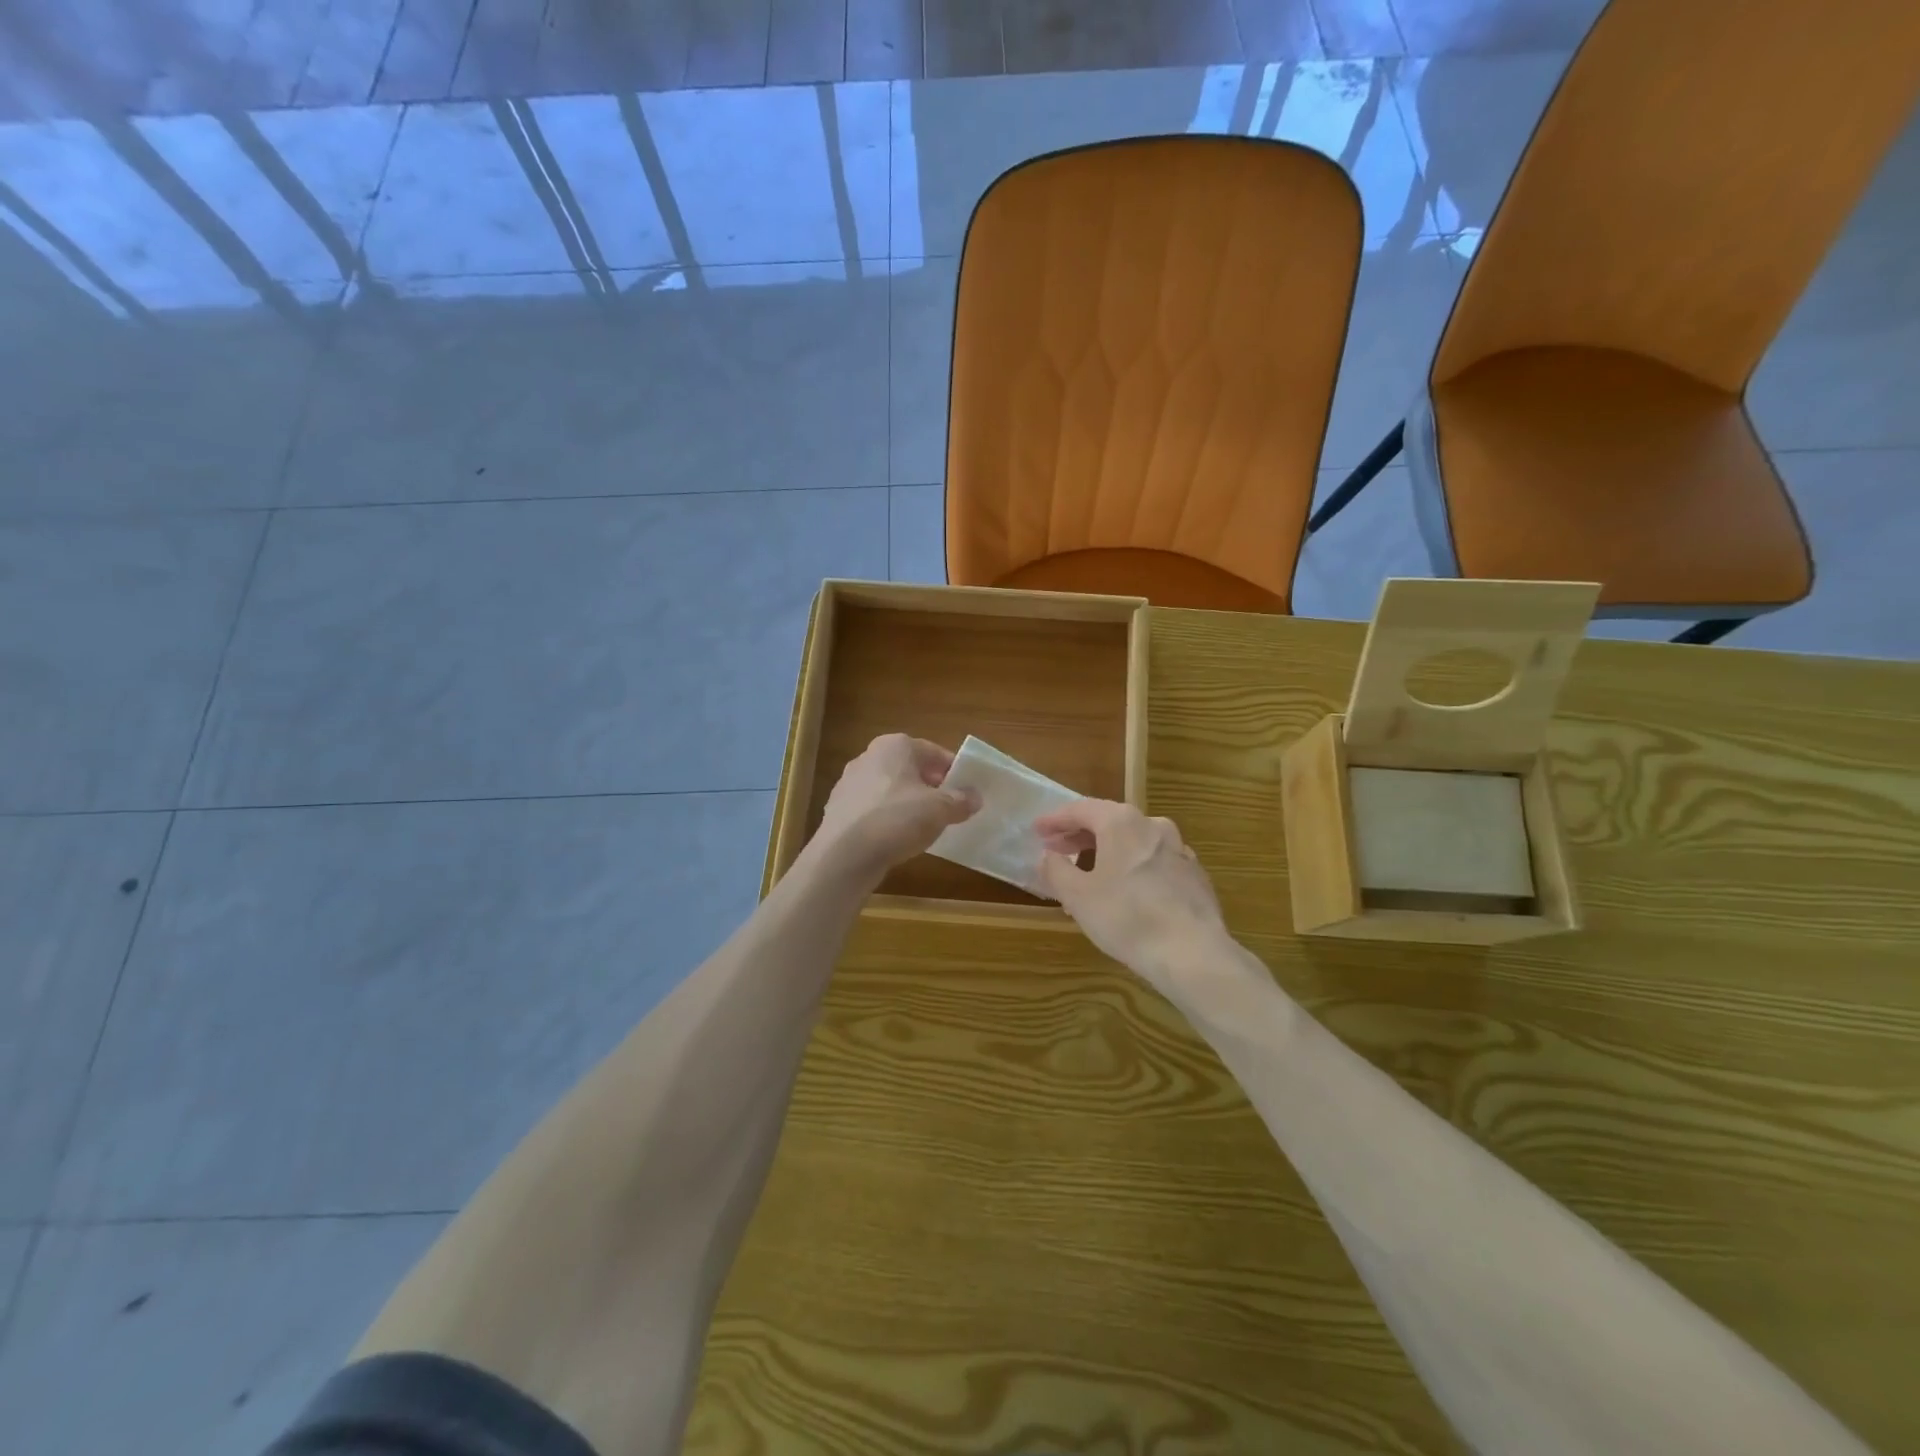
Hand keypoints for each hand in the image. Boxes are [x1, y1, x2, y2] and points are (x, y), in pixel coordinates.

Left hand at [810, 734, 978, 885]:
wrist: (845, 854)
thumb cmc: (897, 819)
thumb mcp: (940, 809)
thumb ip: (960, 800)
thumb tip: (975, 797)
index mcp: (895, 745)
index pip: (934, 752)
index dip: (953, 771)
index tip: (966, 791)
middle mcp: (869, 756)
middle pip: (910, 768)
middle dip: (930, 786)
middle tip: (949, 808)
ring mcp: (849, 782)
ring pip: (890, 788)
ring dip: (908, 802)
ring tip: (924, 826)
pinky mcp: (839, 808)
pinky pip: (873, 808)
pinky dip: (887, 818)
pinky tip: (896, 838)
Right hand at [1036, 800, 1230, 994]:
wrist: (1193, 953)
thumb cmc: (1127, 918)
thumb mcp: (1078, 896)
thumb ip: (1056, 870)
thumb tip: (1047, 856)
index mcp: (1121, 822)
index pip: (1080, 809)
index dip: (1055, 820)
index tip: (1037, 831)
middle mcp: (1152, 825)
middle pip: (1109, 821)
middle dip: (1080, 835)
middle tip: (1057, 850)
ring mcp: (1178, 849)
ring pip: (1133, 842)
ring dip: (1106, 852)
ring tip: (1088, 874)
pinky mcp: (1194, 874)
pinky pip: (1153, 861)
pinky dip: (1132, 867)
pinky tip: (1125, 891)